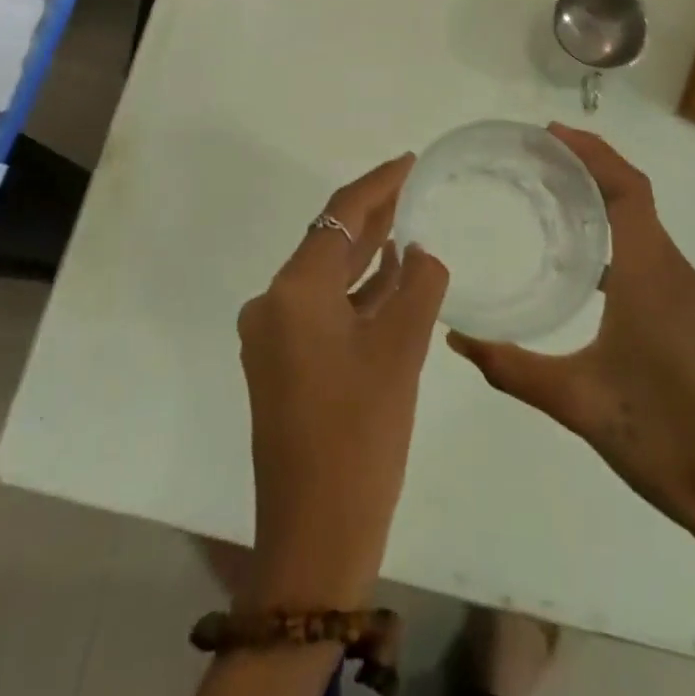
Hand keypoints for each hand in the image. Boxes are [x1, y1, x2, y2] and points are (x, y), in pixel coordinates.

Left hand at [236, 154, 449, 611]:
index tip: (410, 159)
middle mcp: (273, 303)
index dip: (378, 183)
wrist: (315, 536)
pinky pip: (322, 308)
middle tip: (413, 183)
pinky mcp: (282, 364)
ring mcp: (274, 336)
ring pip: (327, 276)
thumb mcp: (401, 352)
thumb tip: (421, 253)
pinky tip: (391, 279)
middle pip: (330, 241)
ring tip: (409, 223)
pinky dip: (356, 292)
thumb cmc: (360, 435)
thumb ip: (419, 286)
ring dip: (367, 253)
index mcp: (293, 291)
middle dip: (373, 213)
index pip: (340, 215)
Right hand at [448, 125, 694, 609]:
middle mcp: (681, 274)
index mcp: (653, 276)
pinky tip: (597, 276)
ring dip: (610, 209)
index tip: (550, 134)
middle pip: (638, 200)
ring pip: (650, 233)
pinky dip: (626, 245)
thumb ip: (511, 368)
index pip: (628, 188)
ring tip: (559, 209)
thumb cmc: (660, 439)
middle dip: (592, 171)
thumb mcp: (575, 403)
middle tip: (541, 163)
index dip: (592, 152)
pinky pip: (661, 262)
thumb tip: (456, 339)